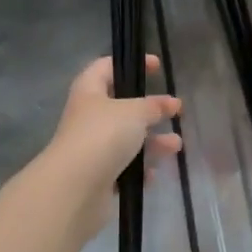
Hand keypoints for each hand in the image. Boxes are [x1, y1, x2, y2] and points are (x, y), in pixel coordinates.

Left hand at [39, 57, 180, 241]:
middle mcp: (88, 116)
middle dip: (150, 111)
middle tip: (174, 112)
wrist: (75, 188)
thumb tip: (171, 102)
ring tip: (176, 146)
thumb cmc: (103, 135)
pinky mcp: (98, 176)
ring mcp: (92, 147)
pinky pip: (124, 168)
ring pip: (127, 139)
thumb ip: (154, 106)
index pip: (107, 67)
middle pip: (122, 107)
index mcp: (89, 91)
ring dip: (152, 142)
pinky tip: (152, 174)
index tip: (157, 67)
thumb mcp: (134, 112)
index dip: (131, 64)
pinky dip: (140, 169)